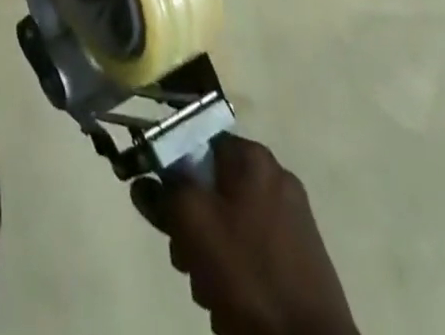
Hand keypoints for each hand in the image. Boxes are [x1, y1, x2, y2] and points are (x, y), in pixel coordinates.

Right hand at [135, 135, 357, 334]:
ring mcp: (292, 222)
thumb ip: (162, 191)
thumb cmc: (248, 275)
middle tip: (185, 256)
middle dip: (189, 223)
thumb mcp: (192, 221)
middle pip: (209, 185)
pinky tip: (230, 303)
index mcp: (253, 159)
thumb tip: (145, 181)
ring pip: (226, 223)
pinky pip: (249, 250)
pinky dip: (234, 271)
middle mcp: (275, 179)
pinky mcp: (299, 260)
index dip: (170, 170)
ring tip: (209, 289)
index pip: (195, 141)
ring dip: (207, 253)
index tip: (161, 205)